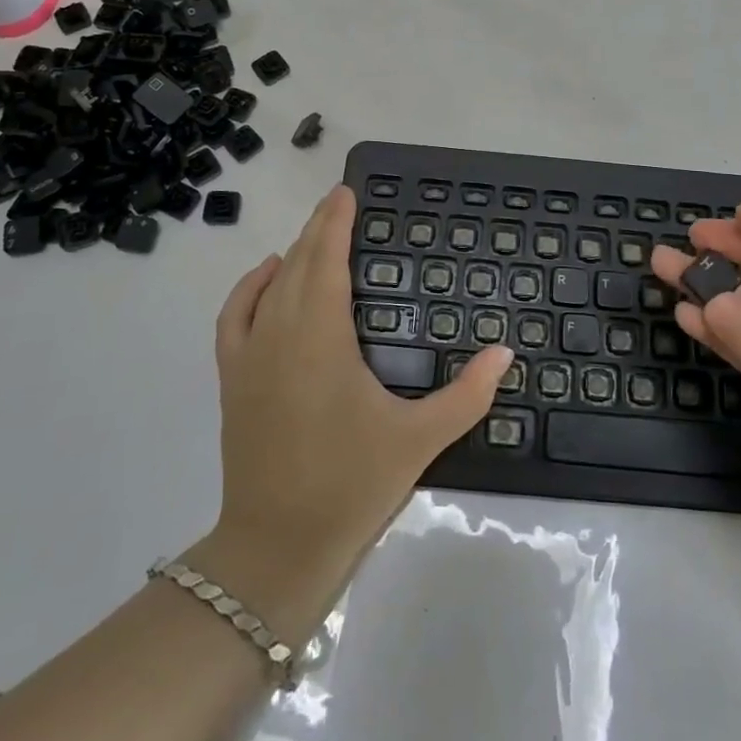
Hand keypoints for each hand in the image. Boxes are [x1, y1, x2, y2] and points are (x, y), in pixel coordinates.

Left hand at [205, 186, 511, 601]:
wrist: (276, 549)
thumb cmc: (351, 485)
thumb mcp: (419, 440)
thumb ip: (468, 394)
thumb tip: (506, 351)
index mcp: (321, 338)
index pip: (326, 260)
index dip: (335, 222)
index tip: (346, 192)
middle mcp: (279, 333)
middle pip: (298, 263)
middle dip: (319, 229)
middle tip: (341, 204)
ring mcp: (249, 356)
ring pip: (270, 285)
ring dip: (293, 254)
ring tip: (317, 236)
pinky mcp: (233, 379)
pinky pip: (235, 315)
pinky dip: (250, 287)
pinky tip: (269, 275)